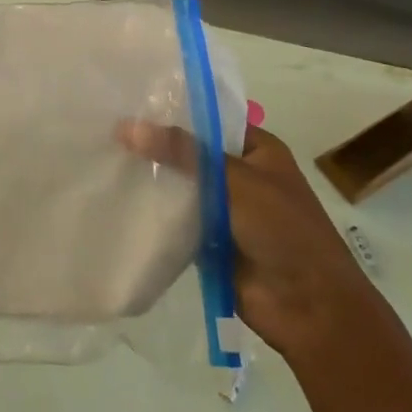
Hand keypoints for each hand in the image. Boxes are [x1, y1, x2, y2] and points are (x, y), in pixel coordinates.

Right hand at [117, 121, 381, 359]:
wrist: (309, 307)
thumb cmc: (284, 231)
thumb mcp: (235, 181)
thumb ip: (182, 153)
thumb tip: (126, 127)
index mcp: (259, 152)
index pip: (209, 120)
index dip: (173, 112)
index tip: (129, 103)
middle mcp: (240, 175)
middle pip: (189, 153)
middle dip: (154, 146)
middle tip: (106, 130)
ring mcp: (223, 209)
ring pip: (179, 186)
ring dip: (151, 179)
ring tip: (102, 159)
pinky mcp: (208, 239)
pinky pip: (175, 218)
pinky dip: (153, 211)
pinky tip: (117, 197)